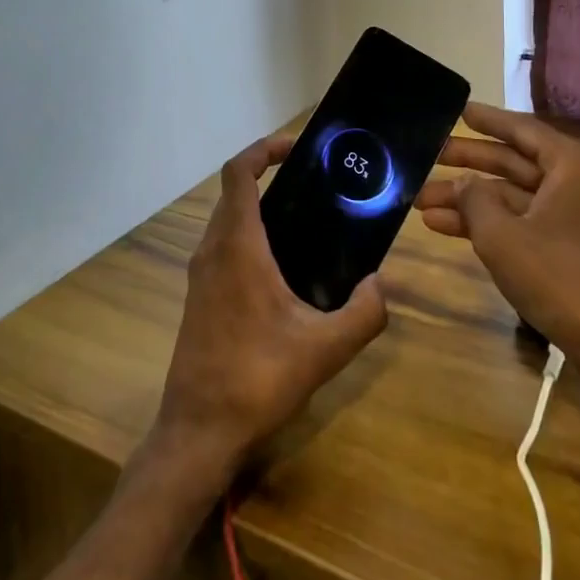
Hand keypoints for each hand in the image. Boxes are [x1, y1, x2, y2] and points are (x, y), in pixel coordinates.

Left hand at [153, 133, 388, 476]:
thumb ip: (363, 314)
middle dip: (268, 176)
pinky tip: (281, 267)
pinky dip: (247, 236)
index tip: (297, 148)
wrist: (199, 430)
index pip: (238, 172)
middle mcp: (213, 249)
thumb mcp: (324, 350)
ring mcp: (200, 273)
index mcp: (237, 245)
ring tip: (304, 221)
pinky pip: (222, 246)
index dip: (264, 149)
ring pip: (226, 220)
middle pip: (234, 192)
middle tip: (314, 185)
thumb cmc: (257, 379)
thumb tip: (381, 284)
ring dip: (257, 208)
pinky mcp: (198, 296)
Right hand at [413, 103, 579, 426]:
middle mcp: (576, 185)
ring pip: (511, 197)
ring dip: (468, 200)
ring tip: (421, 201)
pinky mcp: (569, 252)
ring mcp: (574, 220)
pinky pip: (520, 224)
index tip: (457, 111)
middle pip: (513, 163)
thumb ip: (474, 199)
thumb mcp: (503, 236)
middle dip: (467, 163)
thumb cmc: (562, 279)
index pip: (521, 129)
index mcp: (571, 167)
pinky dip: (486, 225)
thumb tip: (464, 183)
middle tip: (428, 157)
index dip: (486, 120)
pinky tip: (444, 228)